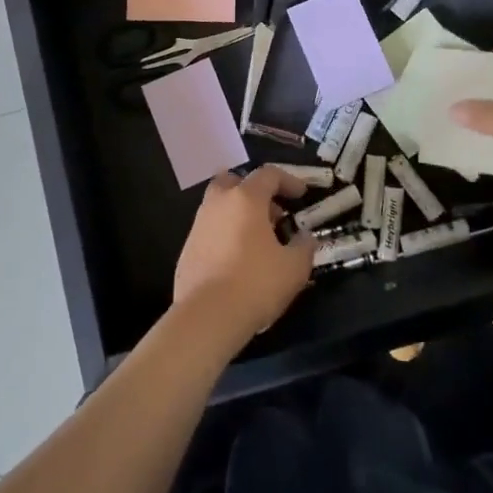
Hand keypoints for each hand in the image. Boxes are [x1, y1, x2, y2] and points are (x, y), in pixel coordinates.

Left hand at [172, 166, 317, 353]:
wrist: (206, 317)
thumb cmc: (255, 284)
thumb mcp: (294, 268)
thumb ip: (304, 246)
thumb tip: (305, 237)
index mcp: (246, 198)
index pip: (268, 174)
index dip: (288, 180)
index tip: (301, 195)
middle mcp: (218, 203)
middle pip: (234, 182)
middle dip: (254, 191)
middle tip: (271, 213)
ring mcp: (198, 225)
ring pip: (219, 206)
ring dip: (238, 214)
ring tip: (257, 241)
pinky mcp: (186, 249)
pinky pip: (210, 231)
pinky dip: (225, 235)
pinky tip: (237, 261)